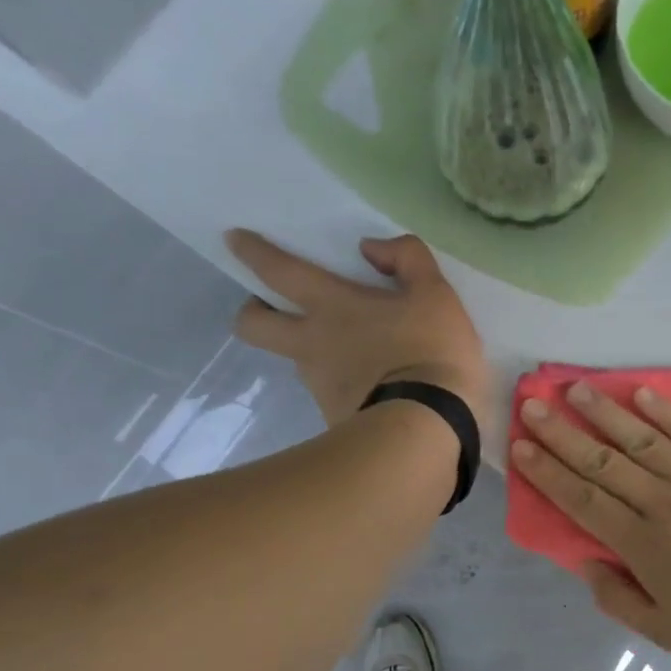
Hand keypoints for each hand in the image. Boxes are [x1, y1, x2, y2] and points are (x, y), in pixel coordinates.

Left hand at [227, 230, 489, 432]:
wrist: (427, 430)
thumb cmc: (430, 353)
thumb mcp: (436, 295)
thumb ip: (407, 258)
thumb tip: (371, 248)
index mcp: (332, 307)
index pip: (280, 272)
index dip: (254, 252)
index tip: (234, 239)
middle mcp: (313, 345)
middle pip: (254, 327)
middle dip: (252, 312)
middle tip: (271, 308)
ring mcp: (320, 387)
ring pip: (297, 363)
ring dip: (310, 354)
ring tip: (350, 357)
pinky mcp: (335, 420)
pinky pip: (331, 396)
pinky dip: (344, 389)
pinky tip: (374, 392)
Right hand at [511, 383, 670, 670]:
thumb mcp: (666, 632)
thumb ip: (618, 598)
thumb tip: (587, 562)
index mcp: (644, 545)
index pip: (584, 500)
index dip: (548, 472)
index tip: (522, 447)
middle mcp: (665, 503)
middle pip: (604, 462)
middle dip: (563, 433)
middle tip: (533, 405)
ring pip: (644, 439)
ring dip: (606, 412)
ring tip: (577, 388)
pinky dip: (667, 412)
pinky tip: (642, 393)